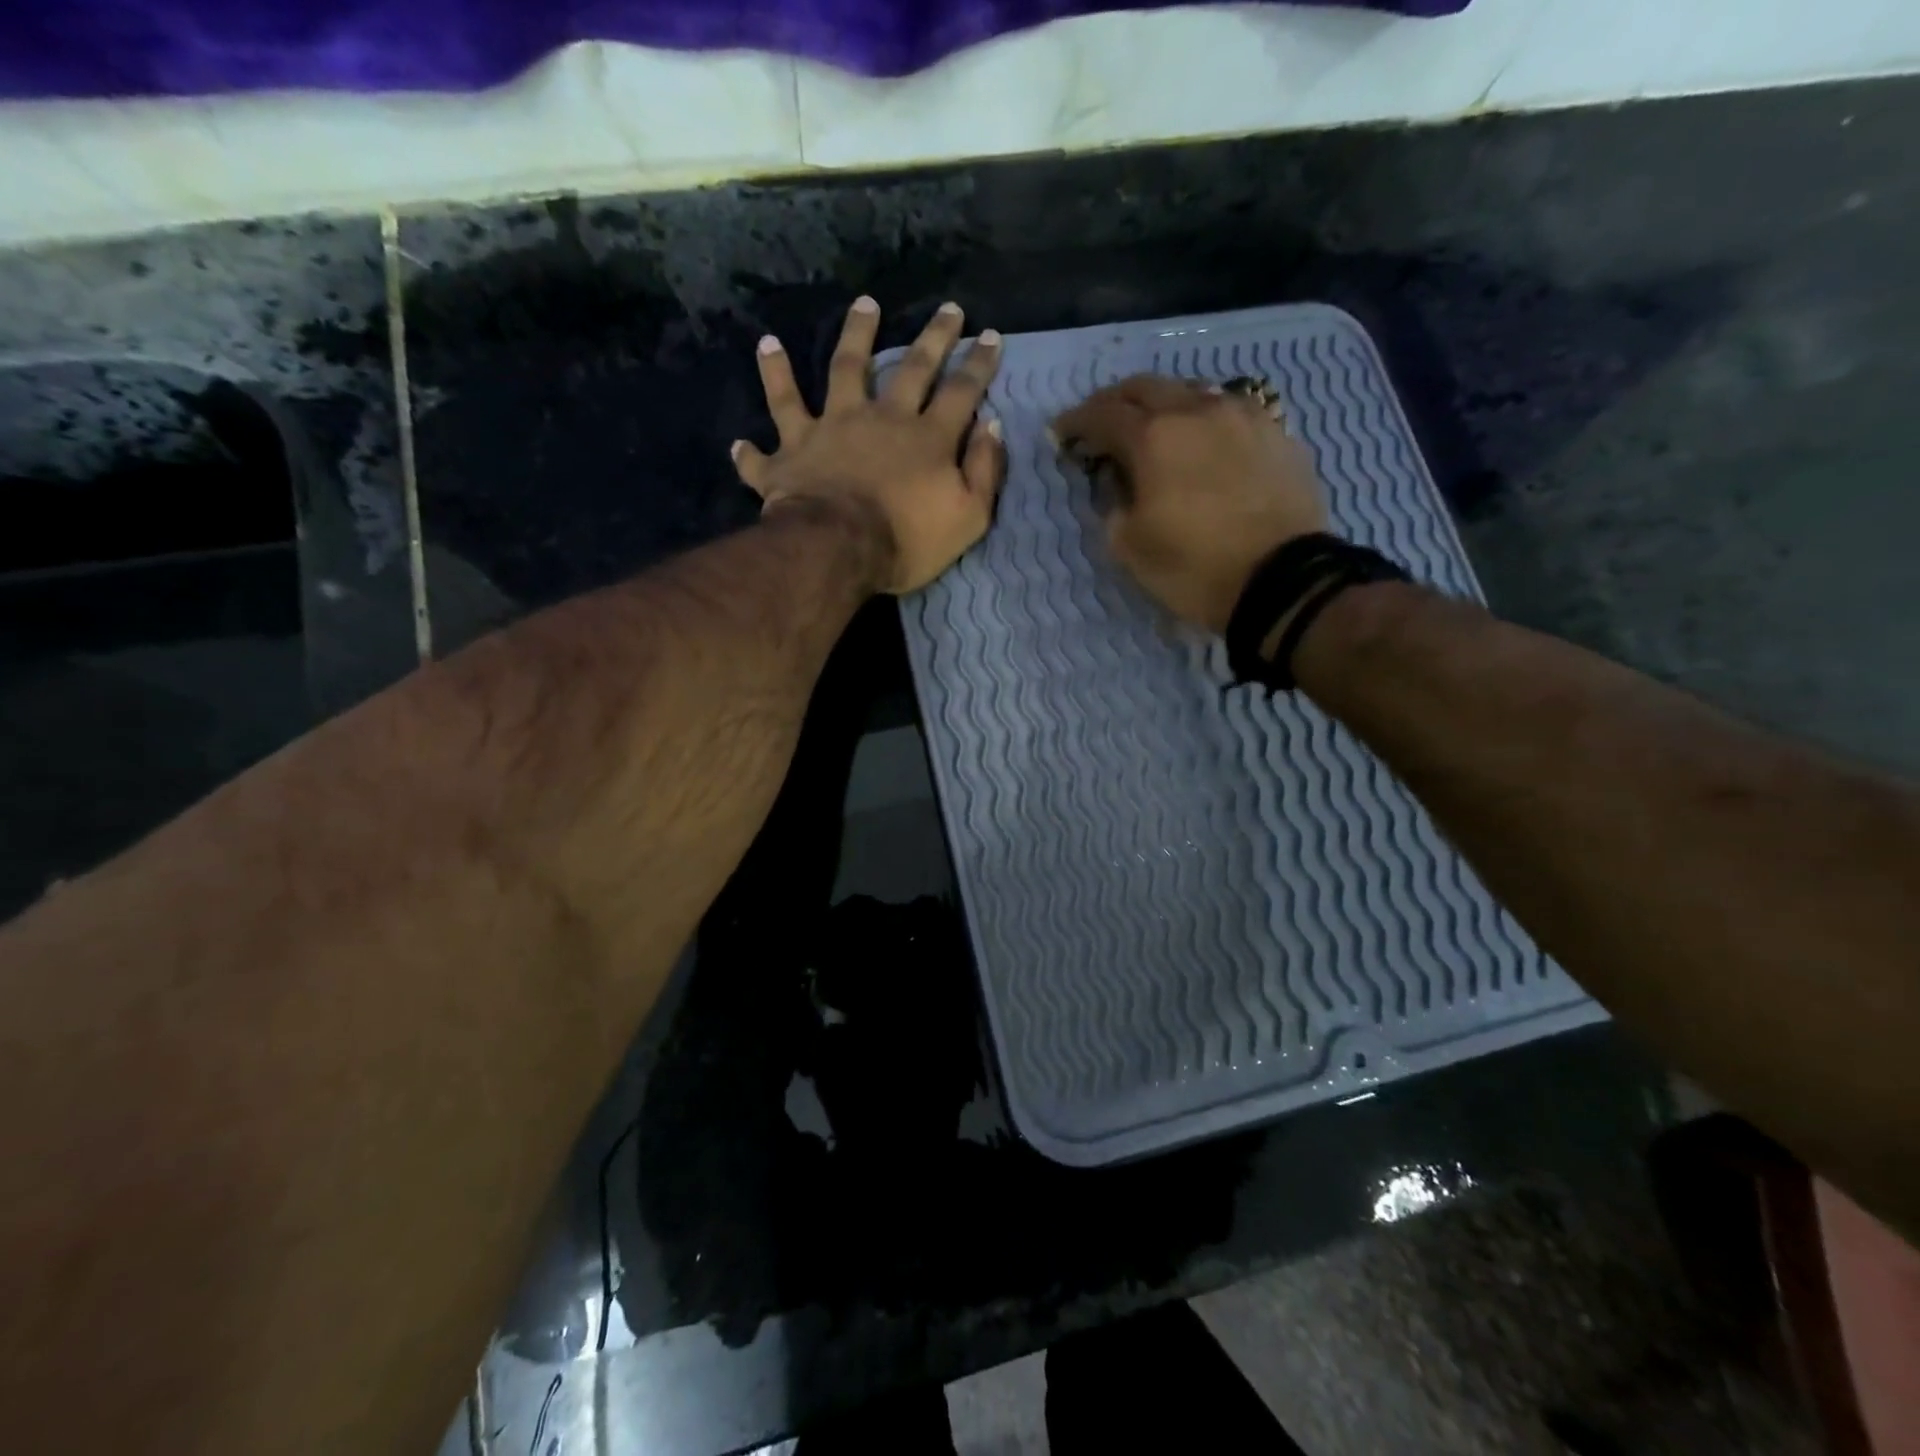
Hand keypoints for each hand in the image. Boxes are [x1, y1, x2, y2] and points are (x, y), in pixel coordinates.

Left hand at [733, 296, 1005, 594]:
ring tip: (862, 304)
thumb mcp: (968, 517)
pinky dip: (763, 403)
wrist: (838, 550)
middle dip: (934, 337)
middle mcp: (880, 419)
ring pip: (841, 370)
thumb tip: (991, 426)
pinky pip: (774, 422)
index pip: (962, 392)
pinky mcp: (792, 451)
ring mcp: (831, 428)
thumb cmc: (907, 541)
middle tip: (947, 308)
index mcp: (926, 438)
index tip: (989, 335)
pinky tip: (755, 382)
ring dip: (853, 335)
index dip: (978, 364)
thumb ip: (983, 470)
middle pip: (911, 368)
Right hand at [1053, 376, 1328, 632]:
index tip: (1060, 433)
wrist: (1283, 580)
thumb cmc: (1195, 568)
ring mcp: (1242, 416)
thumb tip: (1118, 482)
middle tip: (1100, 422)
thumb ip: (1113, 505)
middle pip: (1145, 387)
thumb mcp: (1130, 548)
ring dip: (1162, 404)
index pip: (1102, 415)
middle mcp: (1197, 411)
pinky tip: (1202, 440)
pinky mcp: (1275, 432)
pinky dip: (1202, 419)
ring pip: (1191, 391)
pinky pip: (1229, 411)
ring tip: (1153, 428)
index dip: (1075, 422)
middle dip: (1115, 401)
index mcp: (1154, 437)